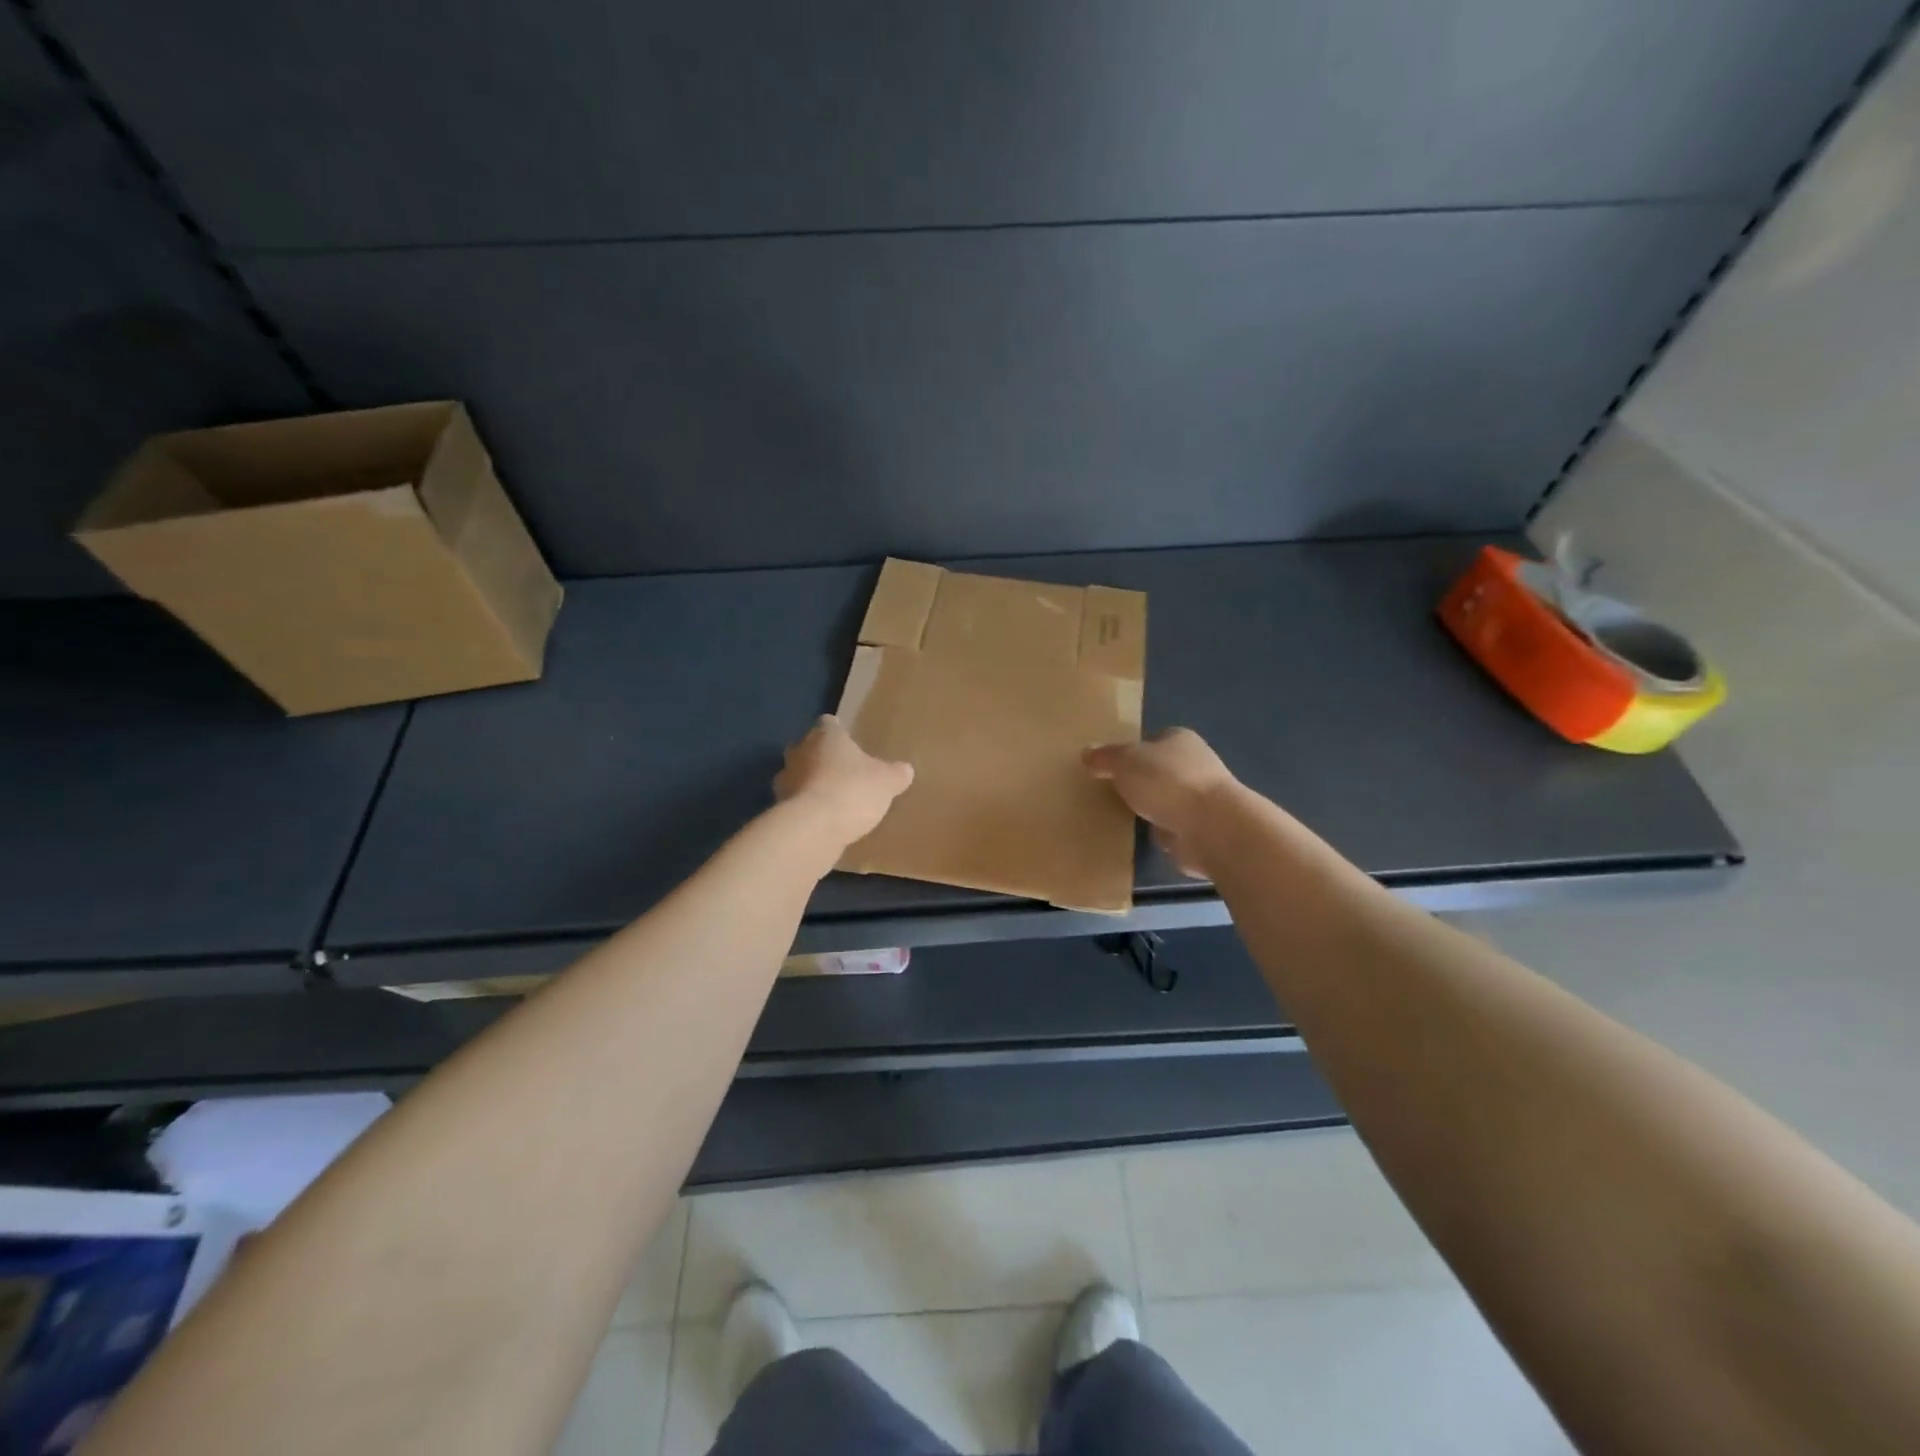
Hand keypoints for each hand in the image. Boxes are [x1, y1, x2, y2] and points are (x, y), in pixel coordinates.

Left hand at [775, 715, 914, 848]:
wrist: (814, 829)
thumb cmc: (852, 790)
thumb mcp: (887, 782)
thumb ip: (896, 773)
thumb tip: (905, 770)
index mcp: (824, 736)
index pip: (828, 723)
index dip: (838, 731)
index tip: (849, 741)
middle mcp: (798, 752)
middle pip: (807, 748)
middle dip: (820, 757)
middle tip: (842, 770)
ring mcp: (784, 781)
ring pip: (797, 776)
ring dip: (810, 784)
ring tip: (833, 799)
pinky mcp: (779, 809)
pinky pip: (796, 803)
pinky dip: (806, 809)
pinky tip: (824, 821)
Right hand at [1084, 728, 1239, 877]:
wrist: (1211, 827)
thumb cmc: (1167, 782)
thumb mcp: (1124, 761)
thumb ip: (1105, 757)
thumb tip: (1087, 753)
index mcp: (1179, 739)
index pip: (1152, 740)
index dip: (1131, 751)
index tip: (1110, 767)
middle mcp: (1195, 765)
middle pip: (1159, 770)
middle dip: (1139, 781)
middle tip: (1109, 792)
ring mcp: (1200, 799)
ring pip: (1165, 800)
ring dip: (1149, 809)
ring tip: (1118, 816)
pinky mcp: (1200, 830)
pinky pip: (1170, 827)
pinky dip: (1157, 832)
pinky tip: (1138, 837)